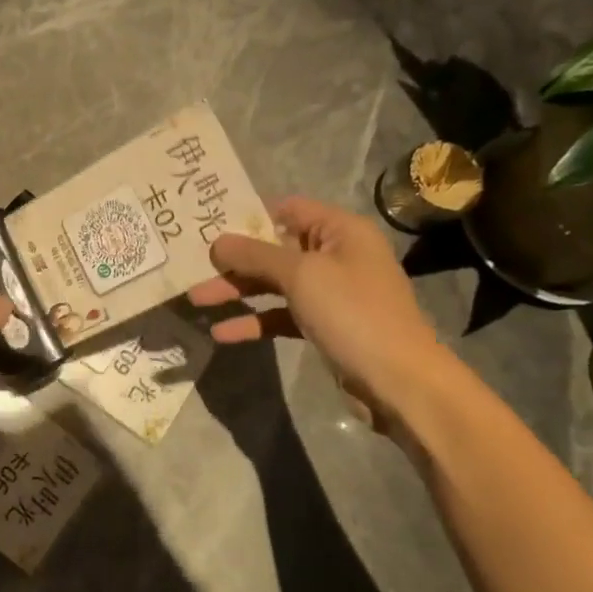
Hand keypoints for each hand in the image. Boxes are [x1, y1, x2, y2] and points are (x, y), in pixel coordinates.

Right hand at [188, 198, 443, 415]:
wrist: (399, 381)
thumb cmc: (353, 313)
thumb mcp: (301, 275)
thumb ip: (255, 255)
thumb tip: (217, 242)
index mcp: (340, 231)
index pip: (287, 210)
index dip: (249, 216)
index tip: (209, 226)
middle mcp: (336, 255)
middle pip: (275, 250)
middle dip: (234, 261)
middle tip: (193, 267)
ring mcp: (330, 293)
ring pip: (274, 284)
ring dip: (237, 292)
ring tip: (196, 300)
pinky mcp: (323, 326)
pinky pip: (281, 315)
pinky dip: (254, 321)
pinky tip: (222, 333)